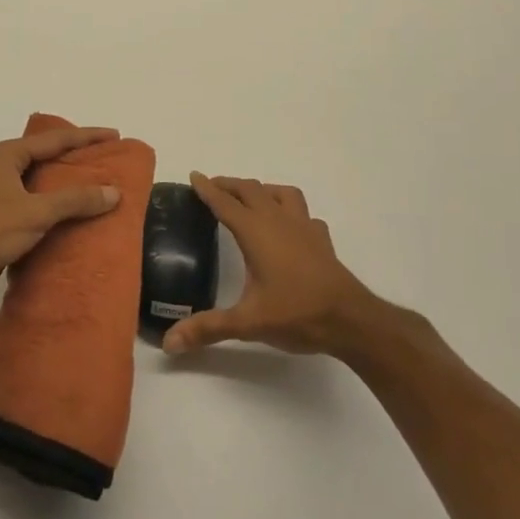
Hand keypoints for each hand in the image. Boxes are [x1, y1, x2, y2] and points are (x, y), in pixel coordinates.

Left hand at [0, 127, 123, 321]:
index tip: (114, 135)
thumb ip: (75, 200)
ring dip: (68, 190)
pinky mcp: (0, 224)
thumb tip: (114, 192)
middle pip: (47, 159)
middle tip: (110, 162)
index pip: (54, 139)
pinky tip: (79, 222)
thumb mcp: (35, 211)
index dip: (86, 136)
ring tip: (102, 191)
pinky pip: (37, 210)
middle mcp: (2, 170)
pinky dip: (57, 213)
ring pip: (42, 187)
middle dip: (77, 160)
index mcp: (7, 156)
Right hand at [163, 173, 401, 358]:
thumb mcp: (248, 323)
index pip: (225, 203)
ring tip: (251, 198)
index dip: (207, 189)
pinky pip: (304, 214)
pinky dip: (291, 211)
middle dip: (230, 185)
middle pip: (251, 190)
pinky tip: (289, 226)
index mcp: (256, 233)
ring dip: (262, 190)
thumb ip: (208, 328)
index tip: (195, 176)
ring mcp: (304, 227)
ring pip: (281, 193)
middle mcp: (278, 221)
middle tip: (213, 185)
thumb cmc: (296, 313)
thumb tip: (169, 342)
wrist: (350, 320)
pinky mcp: (321, 240)